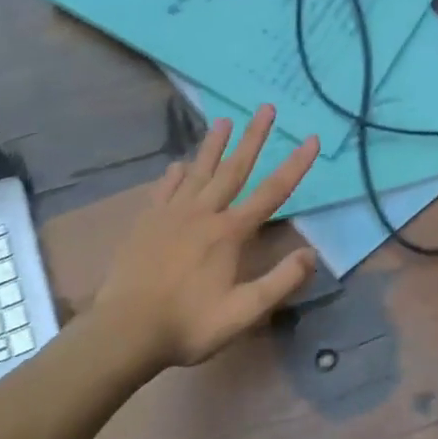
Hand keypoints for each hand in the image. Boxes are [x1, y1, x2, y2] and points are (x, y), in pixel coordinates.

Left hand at [94, 106, 319, 370]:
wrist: (125, 331)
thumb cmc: (189, 324)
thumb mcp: (244, 312)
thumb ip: (281, 282)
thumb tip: (312, 254)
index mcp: (229, 233)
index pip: (272, 192)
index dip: (295, 165)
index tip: (311, 138)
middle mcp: (203, 213)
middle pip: (234, 169)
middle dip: (253, 137)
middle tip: (266, 108)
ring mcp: (171, 215)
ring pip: (198, 171)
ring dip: (214, 145)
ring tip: (224, 120)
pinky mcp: (146, 223)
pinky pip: (165, 190)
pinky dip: (175, 175)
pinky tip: (178, 165)